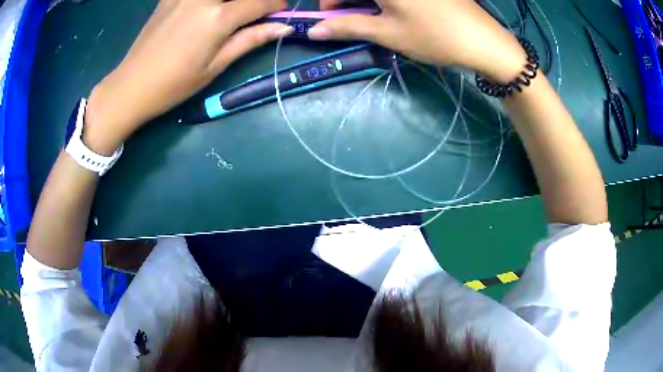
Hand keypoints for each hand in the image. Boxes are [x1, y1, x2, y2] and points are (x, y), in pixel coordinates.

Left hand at [84, 0, 291, 154]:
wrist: (131, 86)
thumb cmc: (174, 84)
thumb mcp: (215, 66)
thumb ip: (250, 39)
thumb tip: (283, 28)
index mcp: (217, 17)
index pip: (261, 1)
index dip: (276, 6)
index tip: (279, 14)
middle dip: (256, 0)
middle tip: (253, 13)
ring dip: (231, 0)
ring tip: (229, 12)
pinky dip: (207, 1)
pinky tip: (203, 10)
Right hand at [311, 0, 526, 83]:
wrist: (484, 41)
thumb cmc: (434, 36)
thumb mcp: (387, 32)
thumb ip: (347, 26)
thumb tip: (314, 31)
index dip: (330, 2)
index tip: (331, 20)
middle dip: (349, 1)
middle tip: (354, 20)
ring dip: (368, 0)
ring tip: (377, 17)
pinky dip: (387, 0)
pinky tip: (395, 10)